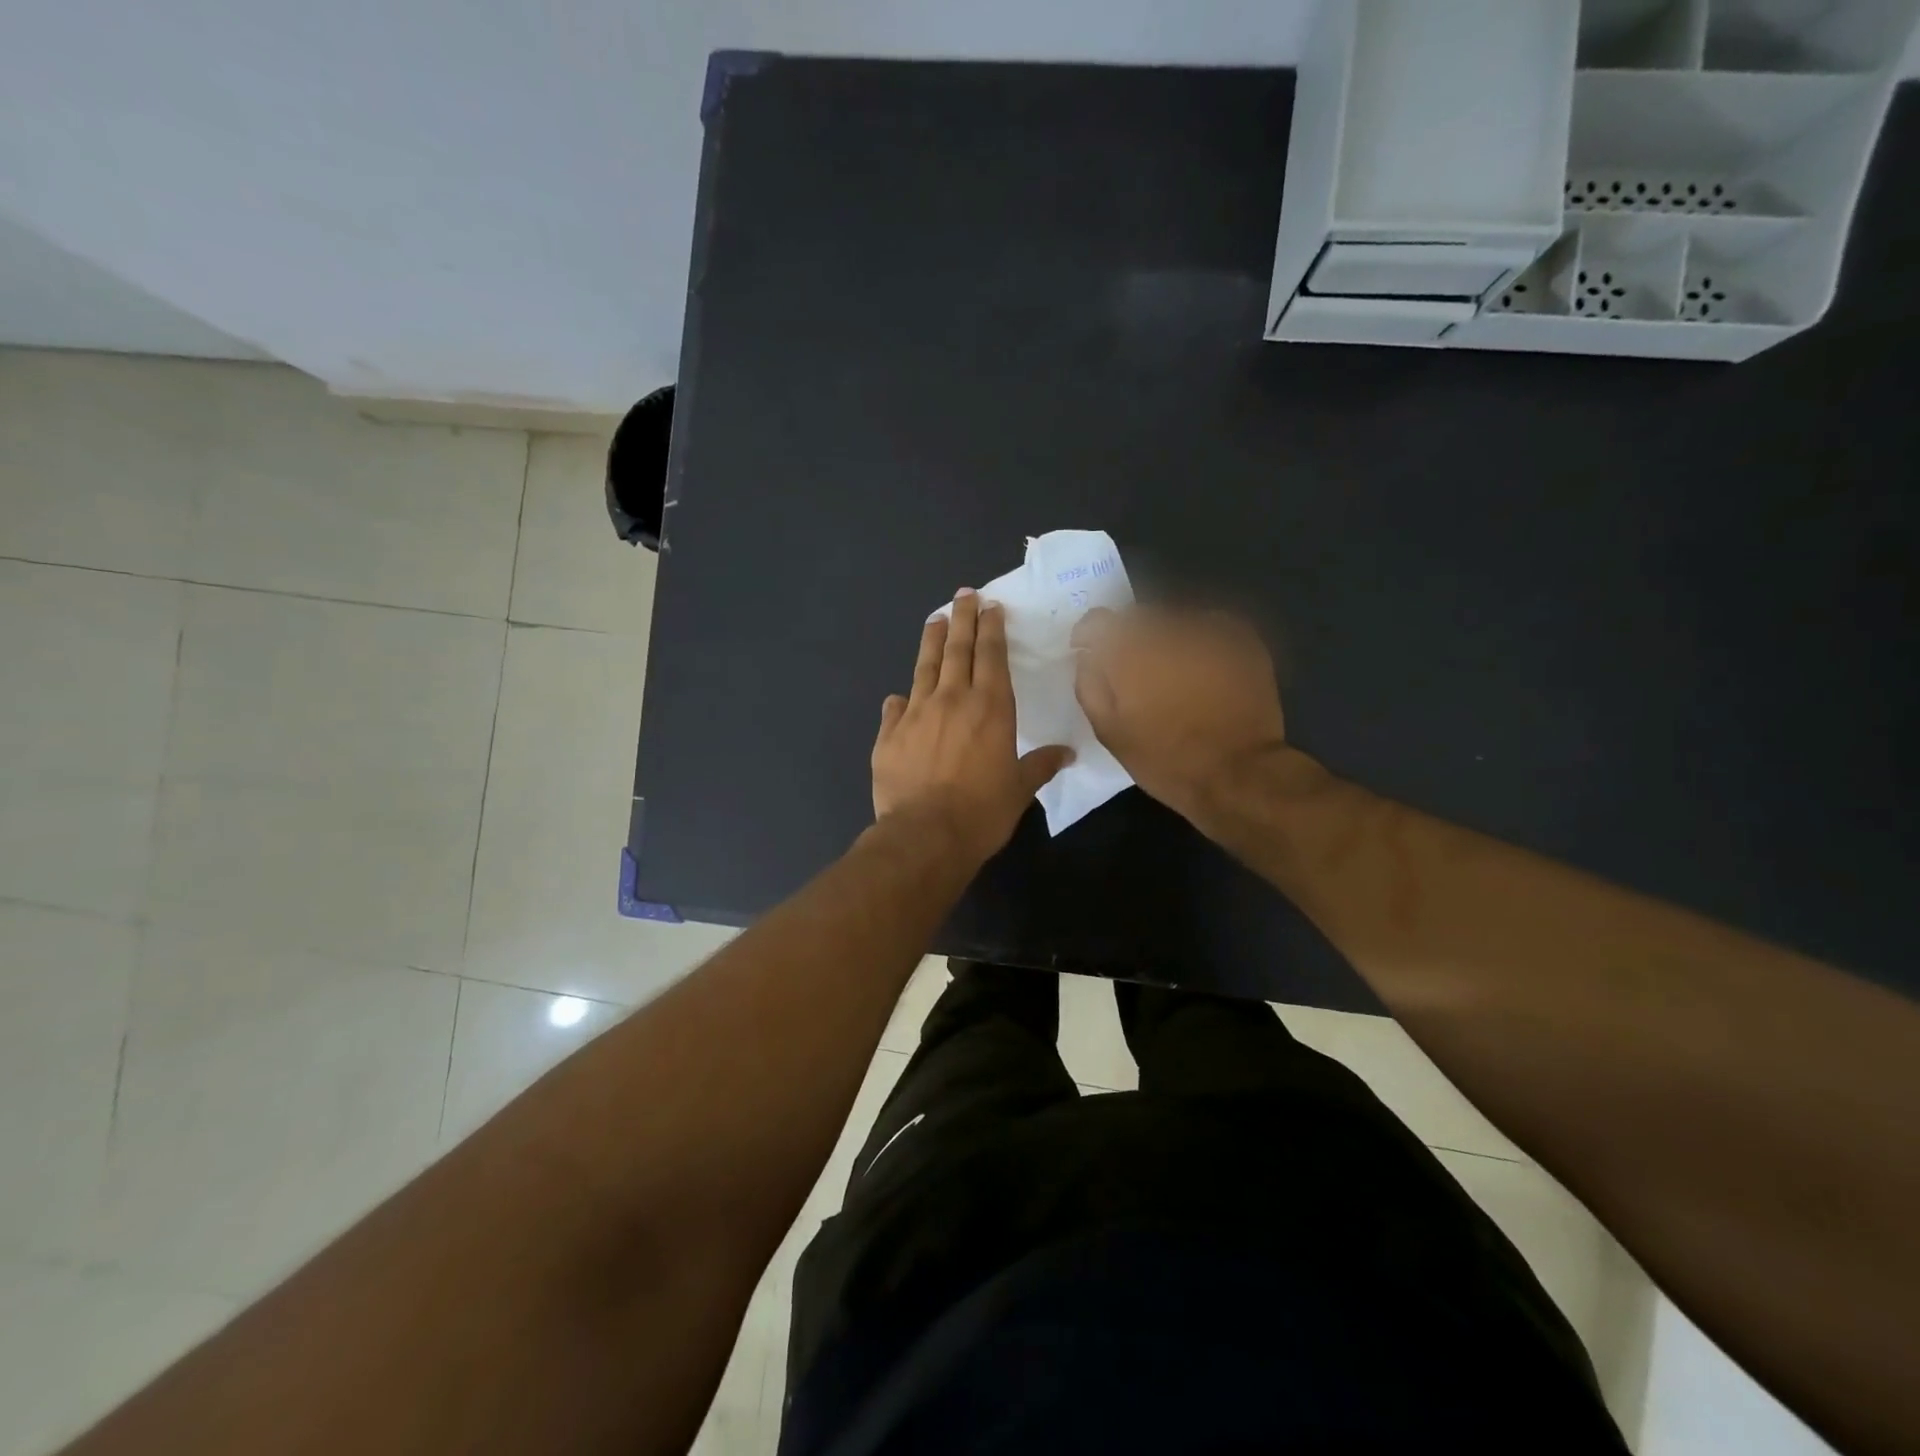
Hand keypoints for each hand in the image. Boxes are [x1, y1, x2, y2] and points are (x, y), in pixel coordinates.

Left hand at [872, 589, 1072, 862]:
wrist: (925, 835)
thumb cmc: (982, 812)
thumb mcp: (1020, 789)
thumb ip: (1041, 764)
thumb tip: (1068, 753)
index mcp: (990, 707)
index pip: (991, 655)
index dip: (992, 628)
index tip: (991, 606)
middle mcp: (952, 700)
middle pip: (957, 649)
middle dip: (962, 618)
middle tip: (963, 595)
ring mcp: (916, 714)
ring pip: (924, 667)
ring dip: (931, 641)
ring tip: (935, 620)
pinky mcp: (889, 735)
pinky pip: (895, 709)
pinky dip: (900, 700)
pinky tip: (898, 696)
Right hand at [1072, 605, 1292, 822]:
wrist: (1238, 772)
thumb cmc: (1165, 758)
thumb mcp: (1110, 731)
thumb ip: (1090, 685)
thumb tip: (1087, 656)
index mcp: (1129, 650)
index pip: (1098, 621)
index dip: (1089, 635)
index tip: (1089, 652)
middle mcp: (1167, 628)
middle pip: (1138, 617)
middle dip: (1131, 638)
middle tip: (1135, 670)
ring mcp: (1209, 629)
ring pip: (1175, 620)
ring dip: (1167, 639)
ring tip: (1173, 671)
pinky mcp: (1242, 638)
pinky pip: (1210, 626)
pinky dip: (1200, 640)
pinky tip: (1204, 668)